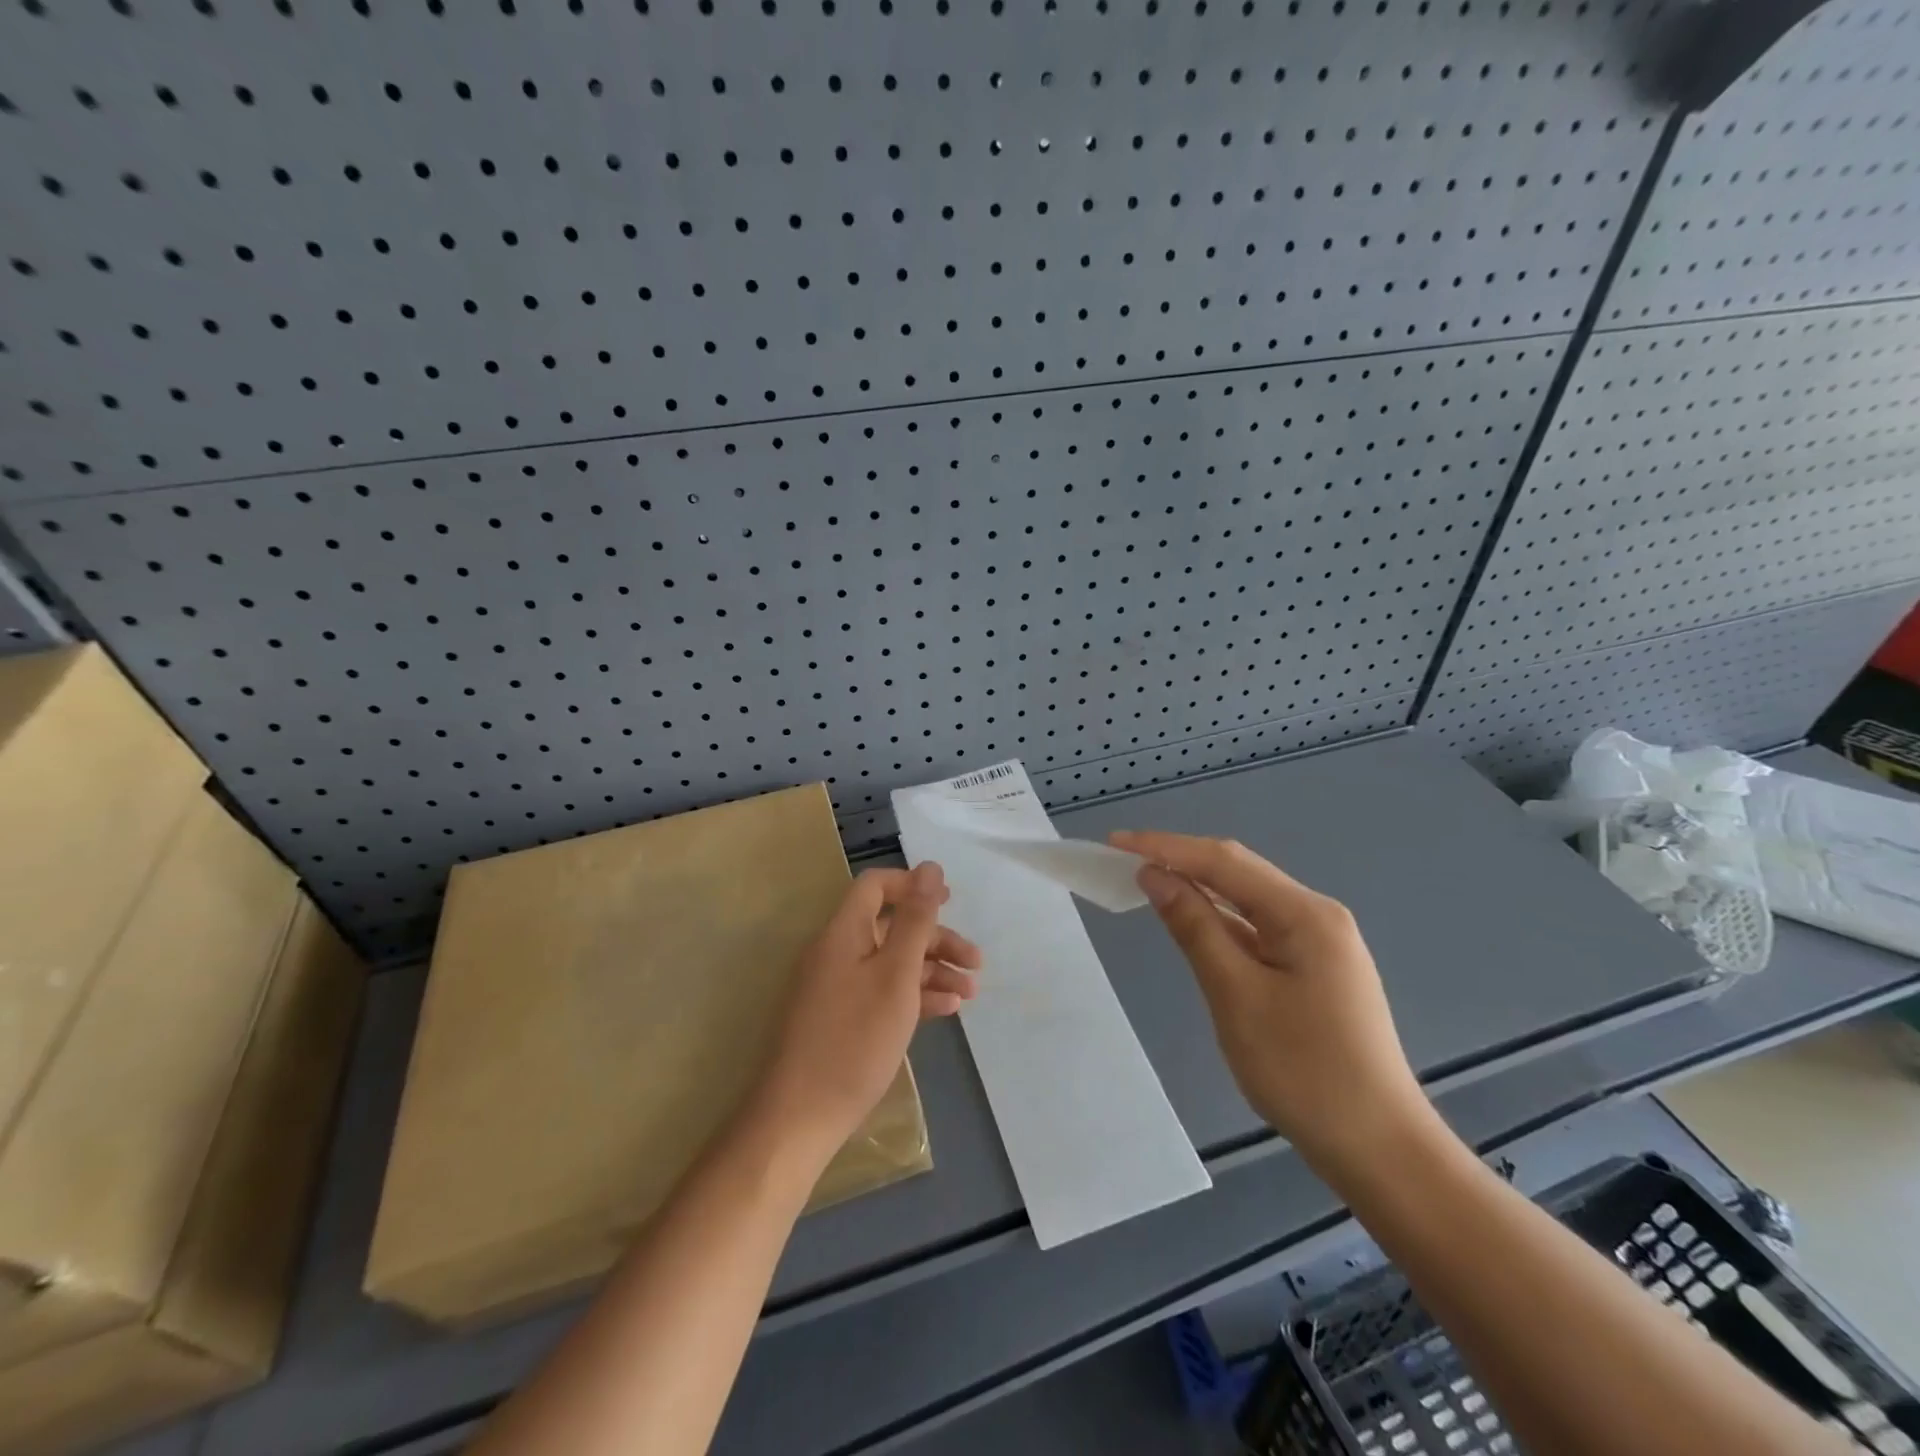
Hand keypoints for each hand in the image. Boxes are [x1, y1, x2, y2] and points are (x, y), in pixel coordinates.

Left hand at [752, 864, 980, 1157]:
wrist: (800, 1117)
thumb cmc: (854, 1039)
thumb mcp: (896, 975)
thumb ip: (916, 920)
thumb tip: (930, 867)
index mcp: (843, 932)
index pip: (876, 886)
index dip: (913, 886)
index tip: (951, 901)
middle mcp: (836, 952)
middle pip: (890, 927)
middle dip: (936, 939)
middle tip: (976, 961)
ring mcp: (836, 987)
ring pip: (890, 963)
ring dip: (932, 970)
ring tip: (971, 993)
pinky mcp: (840, 1019)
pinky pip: (881, 992)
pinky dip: (913, 995)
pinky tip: (945, 1010)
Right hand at [1109, 831, 1431, 1176]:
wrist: (1379, 1149)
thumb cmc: (1304, 1071)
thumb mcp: (1236, 995)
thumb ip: (1195, 928)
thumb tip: (1155, 876)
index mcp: (1304, 914)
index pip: (1223, 861)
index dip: (1165, 847)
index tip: (1115, 842)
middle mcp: (1316, 915)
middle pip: (1238, 872)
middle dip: (1180, 860)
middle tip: (1124, 859)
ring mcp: (1319, 942)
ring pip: (1247, 899)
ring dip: (1198, 887)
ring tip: (1147, 881)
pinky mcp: (1314, 968)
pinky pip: (1258, 927)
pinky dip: (1219, 920)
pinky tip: (1193, 922)